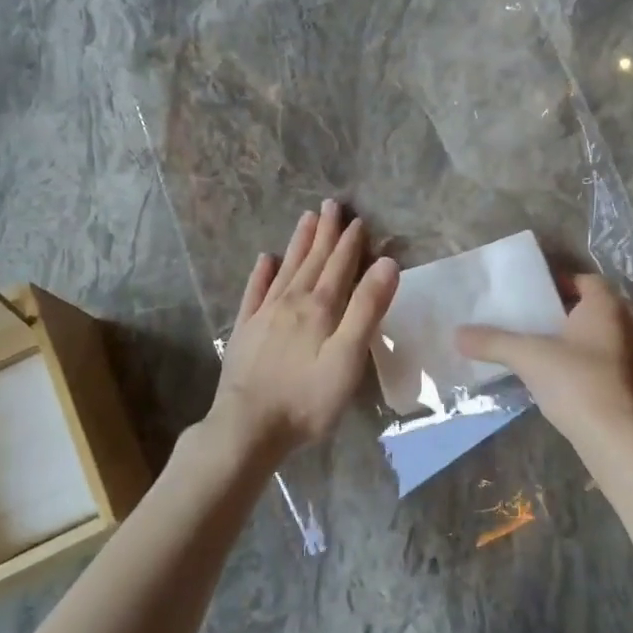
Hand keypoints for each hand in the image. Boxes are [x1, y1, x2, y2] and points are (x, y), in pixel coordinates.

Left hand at [206, 201, 398, 466]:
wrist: (247, 427)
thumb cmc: (307, 399)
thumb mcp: (348, 357)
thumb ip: (367, 309)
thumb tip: (387, 264)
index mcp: (320, 308)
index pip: (339, 267)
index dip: (350, 243)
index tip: (358, 220)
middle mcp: (291, 302)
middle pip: (312, 261)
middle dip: (325, 233)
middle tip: (331, 205)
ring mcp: (264, 316)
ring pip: (285, 269)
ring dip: (298, 244)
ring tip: (306, 219)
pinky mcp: (245, 332)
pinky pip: (254, 293)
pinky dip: (261, 274)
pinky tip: (265, 260)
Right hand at [457, 273, 632, 448]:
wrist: (618, 439)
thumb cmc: (577, 382)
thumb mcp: (528, 357)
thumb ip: (493, 342)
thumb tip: (457, 334)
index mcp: (606, 306)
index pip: (585, 280)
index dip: (559, 283)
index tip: (532, 296)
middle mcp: (627, 324)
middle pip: (592, 308)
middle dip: (563, 313)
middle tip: (531, 321)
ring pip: (600, 337)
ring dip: (575, 340)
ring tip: (542, 350)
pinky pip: (607, 363)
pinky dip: (586, 364)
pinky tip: (562, 380)